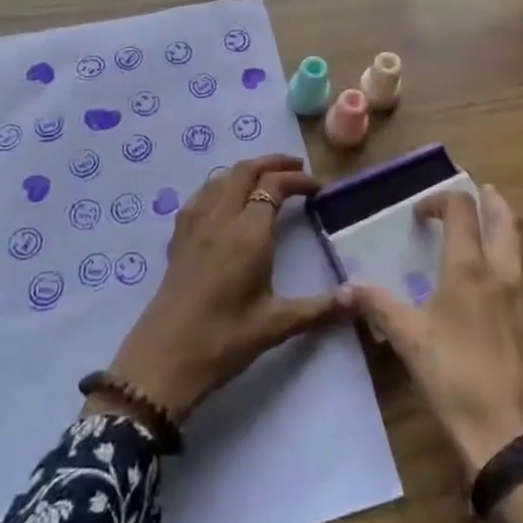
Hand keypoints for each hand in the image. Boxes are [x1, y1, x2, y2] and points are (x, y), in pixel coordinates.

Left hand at [89, 155, 343, 425]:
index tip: (317, 188)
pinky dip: (221, 185)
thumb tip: (358, 299)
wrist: (163, 360)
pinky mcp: (178, 236)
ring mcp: (195, 223)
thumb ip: (319, 309)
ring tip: (266, 178)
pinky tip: (226, 201)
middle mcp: (221, 217)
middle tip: (297, 168)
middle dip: (273, 162)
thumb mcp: (277, 325)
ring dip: (247, 170)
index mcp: (249, 233)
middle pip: (246, 170)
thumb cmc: (224, 340)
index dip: (298, 180)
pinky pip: (202, 194)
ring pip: (222, 177)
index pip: (274, 185)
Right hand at [343, 185, 522, 522]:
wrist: (518, 440)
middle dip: (489, 200)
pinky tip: (521, 280)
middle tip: (475, 197)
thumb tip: (345, 288)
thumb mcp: (409, 342)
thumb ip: (378, 307)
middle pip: (506, 216)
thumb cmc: (457, 383)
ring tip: (499, 228)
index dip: (441, 200)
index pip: (461, 210)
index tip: (423, 214)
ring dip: (513, 226)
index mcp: (470, 269)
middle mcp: (507, 271)